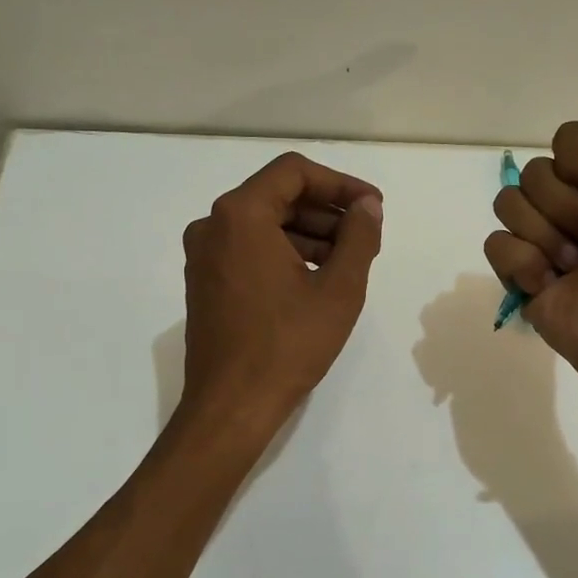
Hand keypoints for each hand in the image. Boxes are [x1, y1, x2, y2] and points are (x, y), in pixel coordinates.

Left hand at [180, 152, 383, 430]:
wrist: (232, 405)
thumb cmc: (288, 344)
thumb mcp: (339, 289)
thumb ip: (359, 237)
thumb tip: (368, 206)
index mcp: (241, 215)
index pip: (295, 172)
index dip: (341, 184)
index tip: (373, 207)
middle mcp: (213, 225)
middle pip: (278, 196)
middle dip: (327, 212)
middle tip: (366, 237)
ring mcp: (204, 256)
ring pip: (265, 225)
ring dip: (309, 235)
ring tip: (348, 262)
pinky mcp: (205, 283)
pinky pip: (250, 250)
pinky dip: (285, 254)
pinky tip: (316, 280)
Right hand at [484, 61, 577, 381]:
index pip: (564, 139)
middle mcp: (574, 202)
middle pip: (533, 173)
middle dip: (568, 208)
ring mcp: (543, 238)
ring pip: (509, 206)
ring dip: (548, 238)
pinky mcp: (520, 273)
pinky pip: (496, 245)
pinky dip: (525, 264)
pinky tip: (552, 285)